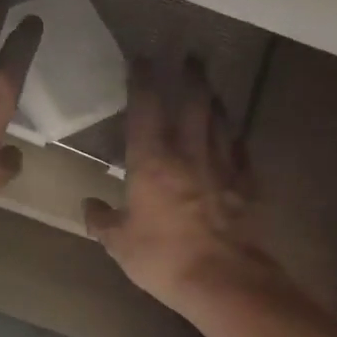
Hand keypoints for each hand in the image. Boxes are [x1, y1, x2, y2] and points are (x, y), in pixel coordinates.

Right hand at [84, 58, 292, 316]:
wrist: (224, 280)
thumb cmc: (163, 258)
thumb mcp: (120, 244)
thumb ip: (102, 221)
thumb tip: (89, 206)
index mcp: (152, 163)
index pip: (146, 109)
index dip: (142, 80)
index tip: (141, 58)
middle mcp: (190, 154)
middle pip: (193, 104)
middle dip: (190, 77)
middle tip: (190, 56)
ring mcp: (224, 168)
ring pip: (220, 122)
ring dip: (215, 101)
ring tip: (211, 88)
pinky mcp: (247, 186)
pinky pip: (240, 152)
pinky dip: (235, 138)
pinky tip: (234, 135)